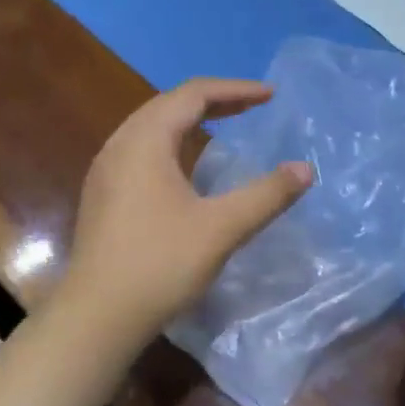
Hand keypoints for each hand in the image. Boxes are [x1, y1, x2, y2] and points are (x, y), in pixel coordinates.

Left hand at [61, 78, 313, 344]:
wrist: (98, 315)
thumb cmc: (160, 264)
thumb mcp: (222, 228)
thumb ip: (266, 195)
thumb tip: (305, 169)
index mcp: (144, 141)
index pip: (192, 95)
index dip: (235, 90)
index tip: (271, 96)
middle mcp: (119, 145)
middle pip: (168, 105)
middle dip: (213, 101)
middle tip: (251, 107)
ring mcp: (105, 171)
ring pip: (150, 128)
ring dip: (189, 122)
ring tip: (222, 128)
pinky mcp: (102, 196)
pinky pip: (141, 151)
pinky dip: (171, 145)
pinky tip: (186, 169)